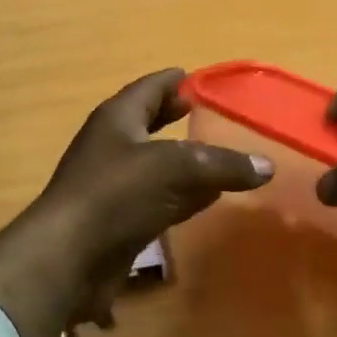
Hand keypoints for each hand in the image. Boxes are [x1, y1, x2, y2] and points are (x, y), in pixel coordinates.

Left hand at [0, 69, 271, 336]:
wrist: (70, 258)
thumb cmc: (117, 194)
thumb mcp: (177, 169)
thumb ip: (224, 164)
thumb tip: (267, 166)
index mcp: (118, 119)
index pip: (149, 88)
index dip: (174, 82)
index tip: (198, 78)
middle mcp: (113, 146)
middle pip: (150, 125)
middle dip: (177, 120)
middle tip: (211, 116)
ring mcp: (113, 186)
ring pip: (156, 166)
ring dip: (184, 162)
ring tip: (219, 157)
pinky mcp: (119, 221)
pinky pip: (158, 200)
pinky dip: (183, 196)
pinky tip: (207, 200)